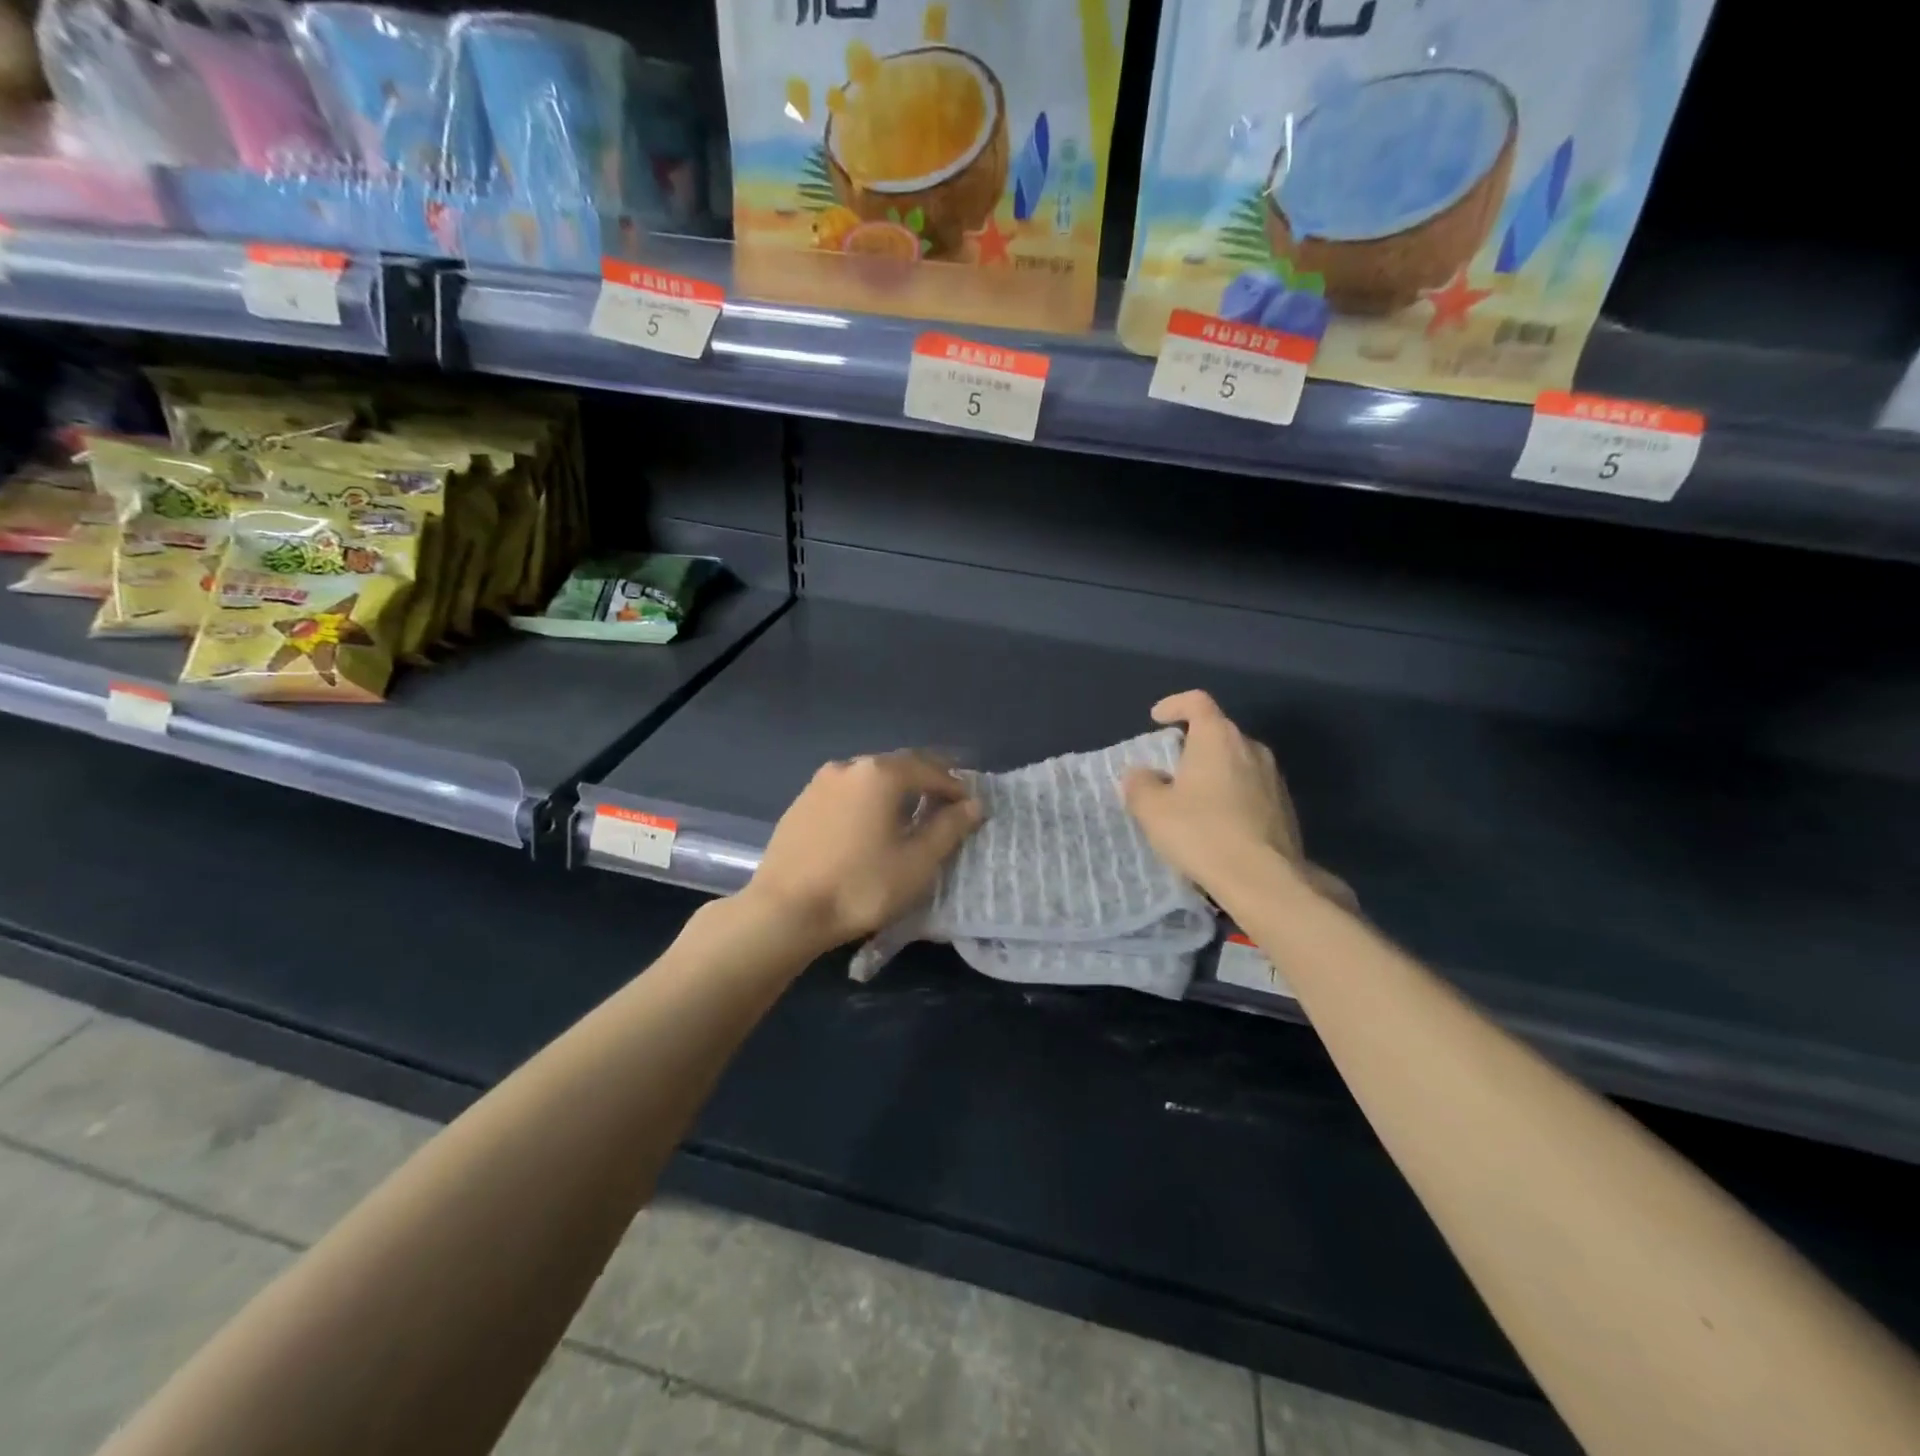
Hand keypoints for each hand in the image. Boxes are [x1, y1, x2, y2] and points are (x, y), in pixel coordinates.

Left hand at [743, 751, 983, 952]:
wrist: (784, 911)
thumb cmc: (860, 886)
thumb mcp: (916, 862)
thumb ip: (948, 828)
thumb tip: (973, 804)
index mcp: (881, 774)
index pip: (931, 770)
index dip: (955, 787)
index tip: (970, 807)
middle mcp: (850, 766)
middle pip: (899, 766)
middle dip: (926, 781)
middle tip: (945, 803)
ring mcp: (819, 783)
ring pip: (869, 778)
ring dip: (895, 790)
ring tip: (909, 814)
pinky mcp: (801, 804)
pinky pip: (846, 793)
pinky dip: (866, 801)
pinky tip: (868, 825)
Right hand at [1124, 691, 1351, 907]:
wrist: (1263, 879)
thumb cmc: (1201, 833)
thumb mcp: (1152, 810)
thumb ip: (1140, 784)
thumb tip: (1140, 773)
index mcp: (1217, 737)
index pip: (1196, 701)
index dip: (1174, 704)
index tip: (1157, 719)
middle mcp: (1250, 747)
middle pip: (1217, 732)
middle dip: (1192, 744)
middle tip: (1169, 769)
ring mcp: (1273, 777)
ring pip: (1236, 761)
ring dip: (1213, 771)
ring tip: (1192, 800)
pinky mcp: (1285, 806)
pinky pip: (1251, 788)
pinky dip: (1231, 795)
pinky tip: (1218, 824)